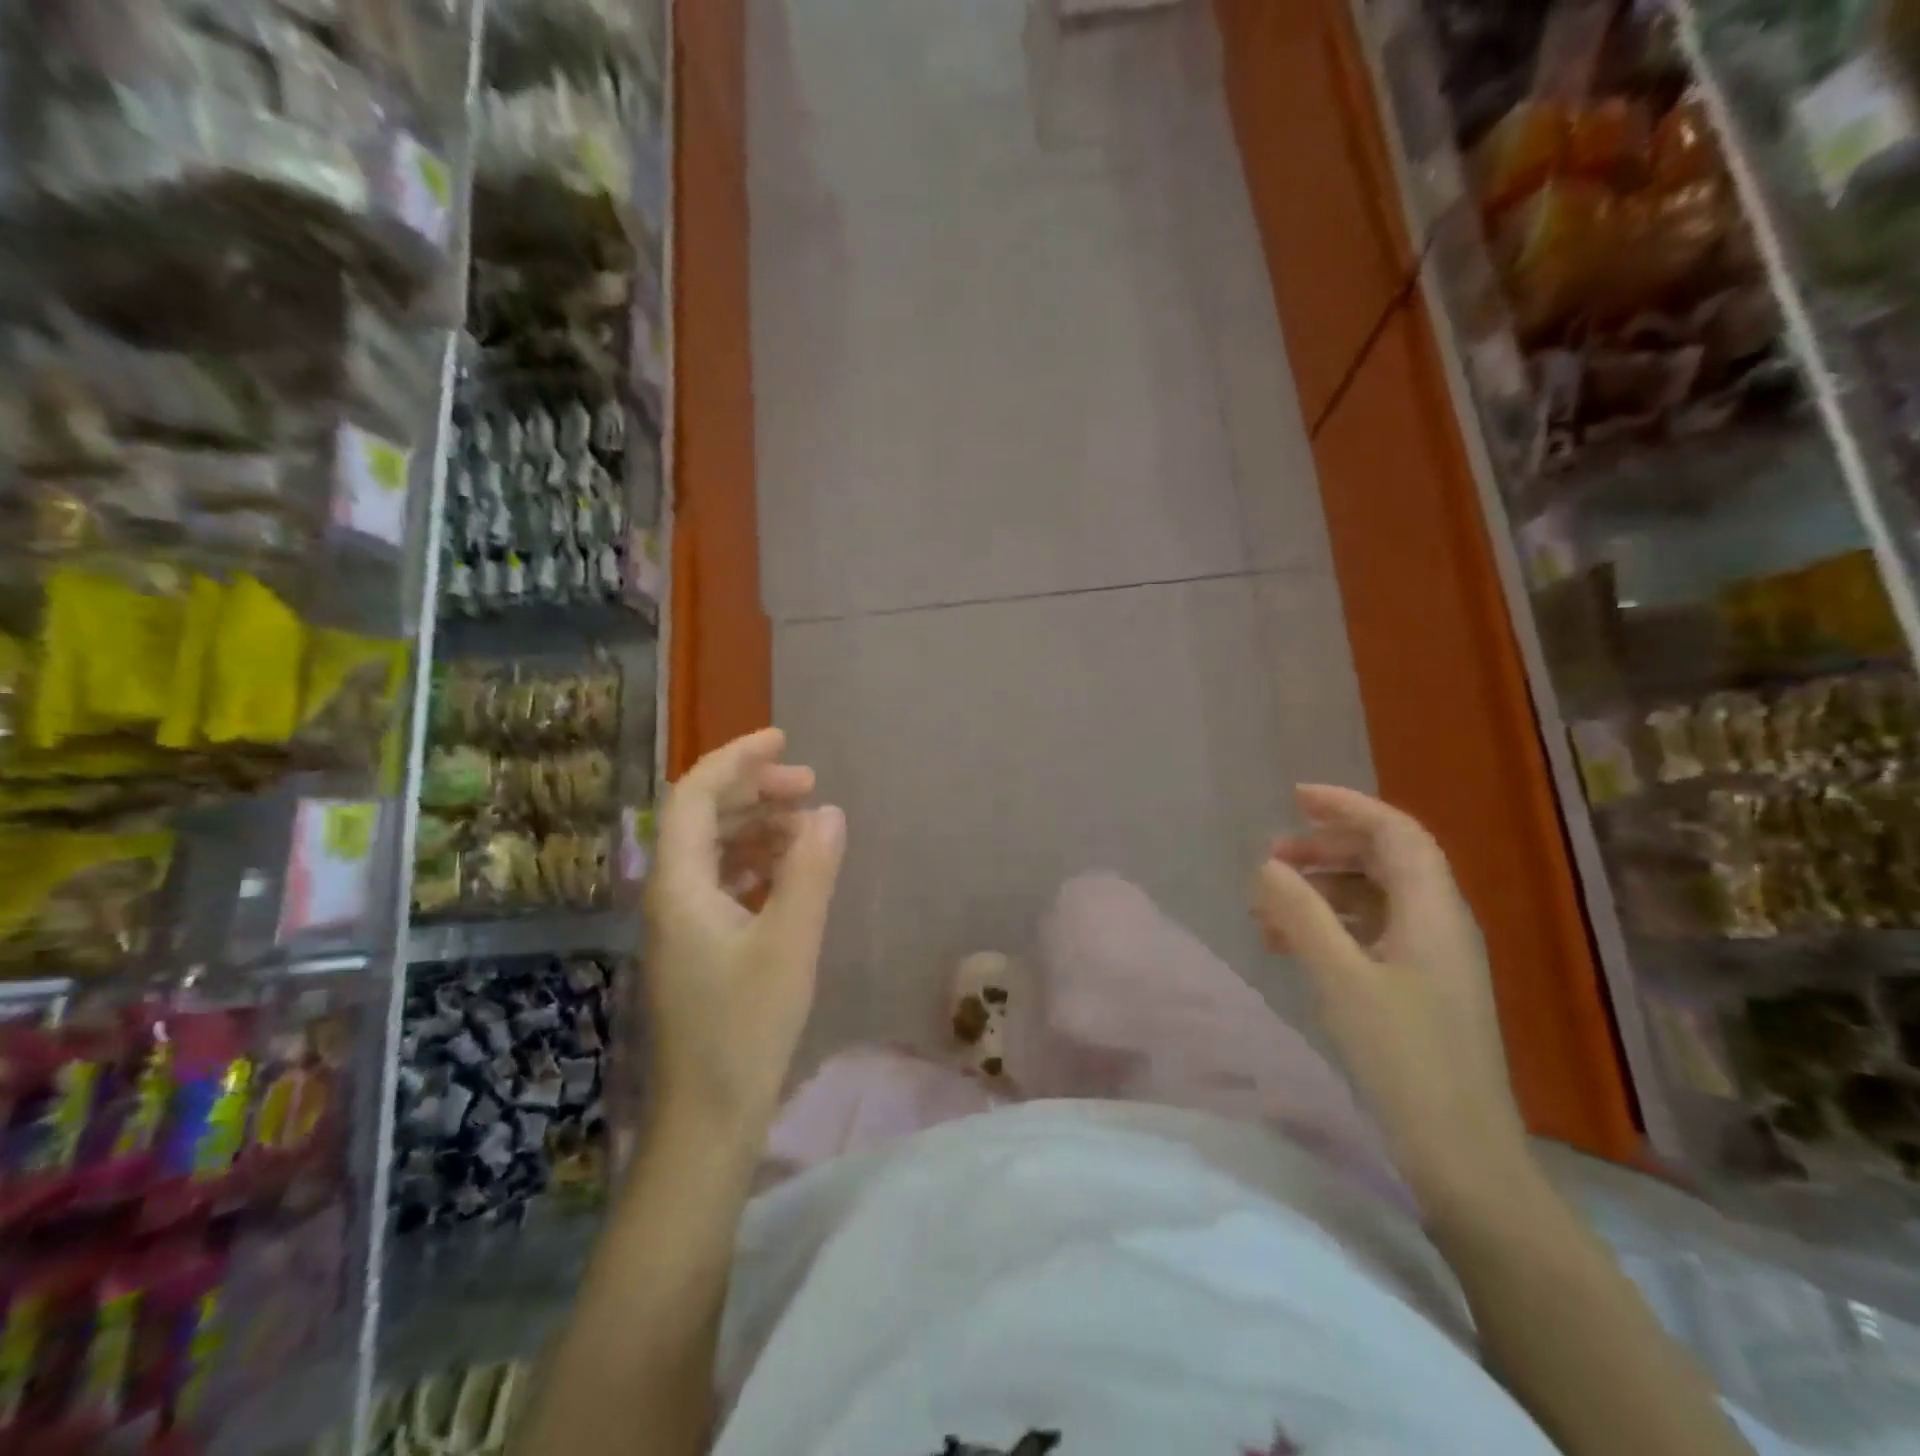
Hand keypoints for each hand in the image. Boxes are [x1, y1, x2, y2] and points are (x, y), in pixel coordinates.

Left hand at [645, 728, 845, 1142]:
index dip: (737, 758)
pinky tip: (792, 872)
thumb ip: (810, 871)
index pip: (696, 795)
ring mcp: (681, 921)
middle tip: (811, 785)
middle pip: (705, 816)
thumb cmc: (745, 1029)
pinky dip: (758, 863)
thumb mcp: (790, 944)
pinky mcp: (698, 945)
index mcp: (679, 885)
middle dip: (755, 790)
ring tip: (809, 827)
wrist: (708, 1117)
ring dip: (759, 826)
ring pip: (716, 849)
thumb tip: (829, 811)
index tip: (784, 739)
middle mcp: (670, 893)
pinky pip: (724, 881)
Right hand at [1252, 785, 1531, 1211]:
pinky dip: (1332, 926)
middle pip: (1386, 860)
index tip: (1294, 798)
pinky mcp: (1422, 990)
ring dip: (1323, 890)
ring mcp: (1434, 959)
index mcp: (1433, 911)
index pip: (1396, 832)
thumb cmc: (1404, 1059)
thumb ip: (1301, 915)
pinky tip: (1293, 945)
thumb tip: (1267, 865)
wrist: (1463, 1156)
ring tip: (1269, 907)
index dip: (1348, 807)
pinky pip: (1373, 933)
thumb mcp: (1340, 980)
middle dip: (1327, 848)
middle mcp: (1441, 924)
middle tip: (1272, 857)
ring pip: (1376, 898)